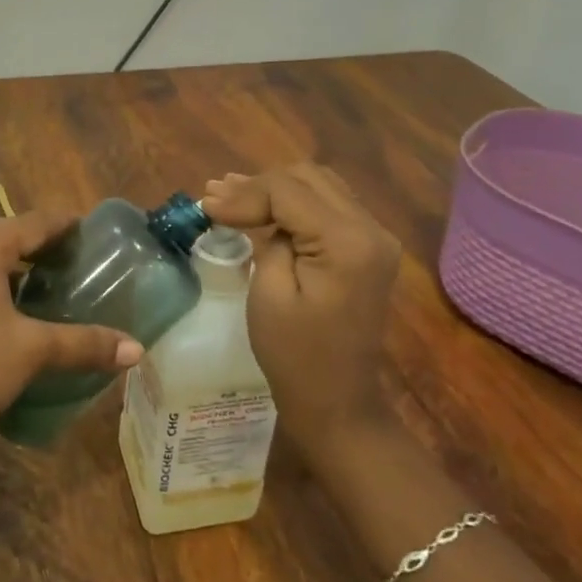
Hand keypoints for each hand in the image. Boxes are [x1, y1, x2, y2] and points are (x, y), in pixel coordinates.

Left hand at [0, 210, 143, 463]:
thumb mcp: (33, 351)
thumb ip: (85, 344)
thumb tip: (137, 350)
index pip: (32, 222)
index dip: (63, 224)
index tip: (90, 230)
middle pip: (6, 239)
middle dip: (41, 248)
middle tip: (77, 263)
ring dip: (15, 272)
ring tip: (50, 290)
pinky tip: (11, 320)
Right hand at [200, 165, 403, 468]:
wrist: (337, 402)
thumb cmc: (295, 355)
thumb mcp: (269, 293)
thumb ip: (267, 238)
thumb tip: (252, 206)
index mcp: (348, 242)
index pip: (289, 192)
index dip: (244, 193)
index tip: (205, 203)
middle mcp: (371, 230)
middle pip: (307, 178)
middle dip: (258, 185)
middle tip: (214, 195)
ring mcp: (375, 237)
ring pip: (319, 186)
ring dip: (275, 188)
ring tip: (230, 193)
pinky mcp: (369, 248)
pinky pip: (329, 206)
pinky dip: (294, 202)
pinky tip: (263, 206)